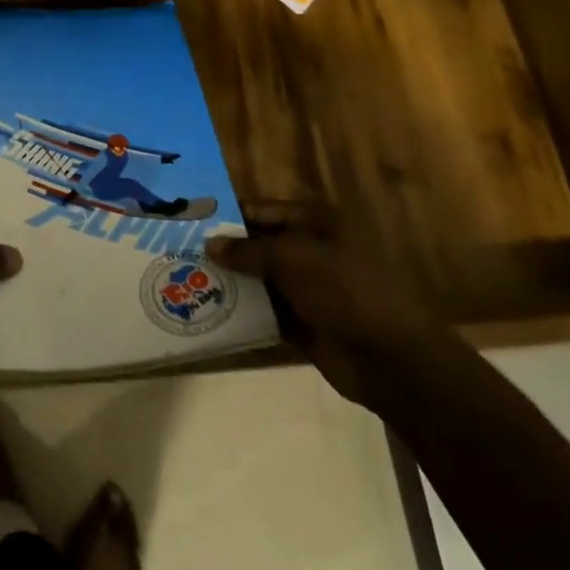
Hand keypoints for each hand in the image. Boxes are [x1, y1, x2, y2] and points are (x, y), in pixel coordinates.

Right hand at [207, 232, 446, 408]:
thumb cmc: (344, 291)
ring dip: (231, 281)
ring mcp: (309, 288)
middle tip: (180, 253)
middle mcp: (312, 249)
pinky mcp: (304, 322)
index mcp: (318, 222)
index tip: (190, 221)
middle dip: (225, 250)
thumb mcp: (295, 258)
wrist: (389, 358)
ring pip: (260, 278)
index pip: (263, 211)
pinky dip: (243, 311)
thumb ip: (250, 249)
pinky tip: (209, 312)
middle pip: (260, 244)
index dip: (229, 215)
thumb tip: (210, 244)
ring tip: (185, 281)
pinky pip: (265, 311)